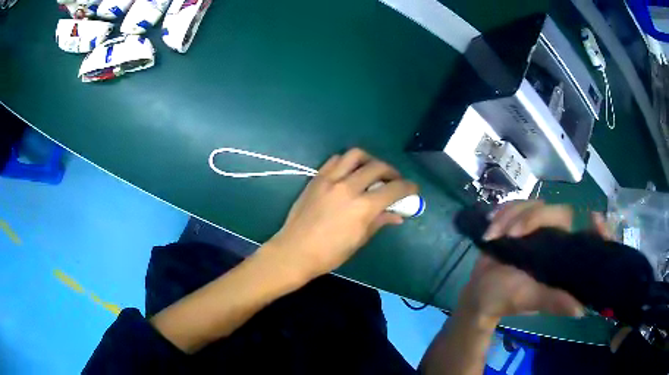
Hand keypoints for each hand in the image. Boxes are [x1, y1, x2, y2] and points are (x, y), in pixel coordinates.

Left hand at [267, 148, 417, 279]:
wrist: (295, 251)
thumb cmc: (329, 254)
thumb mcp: (359, 240)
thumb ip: (379, 222)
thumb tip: (397, 215)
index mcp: (362, 207)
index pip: (394, 189)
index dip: (408, 187)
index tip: (413, 189)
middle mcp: (348, 187)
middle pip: (378, 167)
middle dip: (392, 172)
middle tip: (394, 181)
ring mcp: (330, 180)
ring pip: (356, 155)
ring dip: (370, 160)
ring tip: (372, 171)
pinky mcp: (317, 178)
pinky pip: (335, 160)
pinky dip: (348, 162)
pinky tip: (350, 172)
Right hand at [460, 200, 613, 322]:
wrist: (480, 291)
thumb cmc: (506, 298)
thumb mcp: (530, 299)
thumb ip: (553, 301)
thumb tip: (581, 310)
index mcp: (563, 257)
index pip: (587, 237)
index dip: (598, 229)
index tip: (594, 218)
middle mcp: (556, 239)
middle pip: (559, 212)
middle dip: (532, 218)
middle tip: (511, 234)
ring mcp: (538, 228)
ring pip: (534, 204)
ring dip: (510, 217)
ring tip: (493, 236)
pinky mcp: (520, 221)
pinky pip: (516, 205)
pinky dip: (501, 214)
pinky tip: (491, 230)